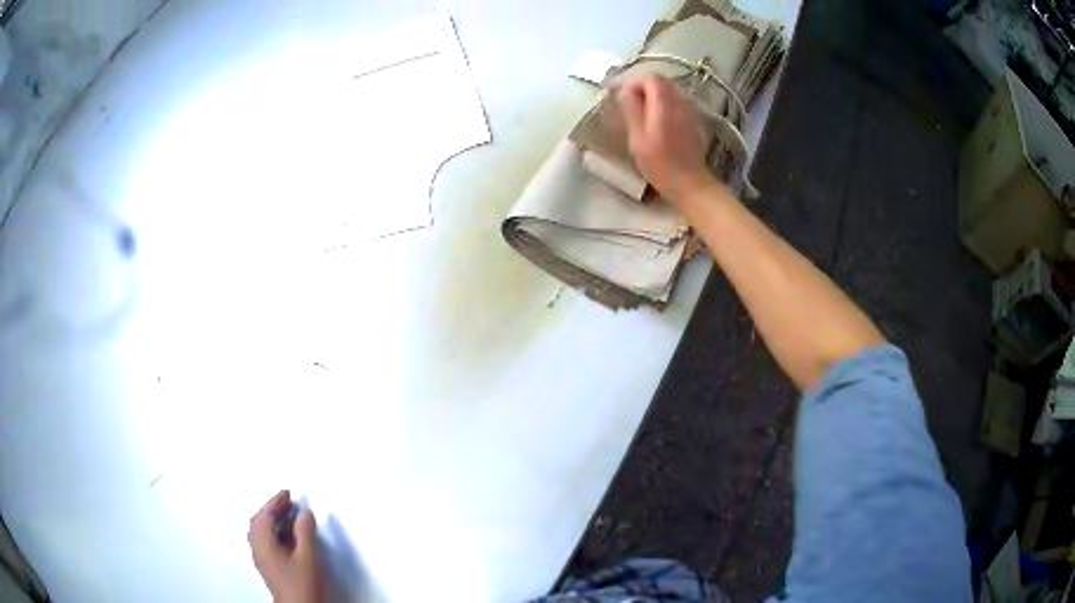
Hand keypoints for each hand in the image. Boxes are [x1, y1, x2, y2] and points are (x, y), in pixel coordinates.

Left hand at [249, 490, 325, 602]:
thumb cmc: (302, 582)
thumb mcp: (308, 556)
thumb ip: (305, 532)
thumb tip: (304, 513)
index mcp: (263, 541)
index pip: (265, 515)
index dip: (276, 501)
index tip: (288, 492)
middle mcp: (257, 547)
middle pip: (259, 522)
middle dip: (272, 509)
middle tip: (288, 502)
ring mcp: (261, 558)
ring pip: (261, 532)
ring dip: (272, 520)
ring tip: (289, 516)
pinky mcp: (268, 566)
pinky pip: (265, 540)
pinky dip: (274, 531)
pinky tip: (287, 535)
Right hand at [617, 74, 715, 203]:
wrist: (690, 183)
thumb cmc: (660, 164)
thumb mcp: (638, 138)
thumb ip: (632, 110)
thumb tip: (626, 91)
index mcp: (664, 103)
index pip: (650, 77)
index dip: (633, 82)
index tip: (621, 95)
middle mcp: (680, 101)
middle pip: (661, 81)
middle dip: (642, 86)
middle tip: (628, 102)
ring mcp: (689, 110)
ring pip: (669, 90)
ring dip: (653, 95)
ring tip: (639, 112)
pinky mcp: (692, 120)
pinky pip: (675, 102)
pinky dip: (663, 104)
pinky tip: (655, 120)